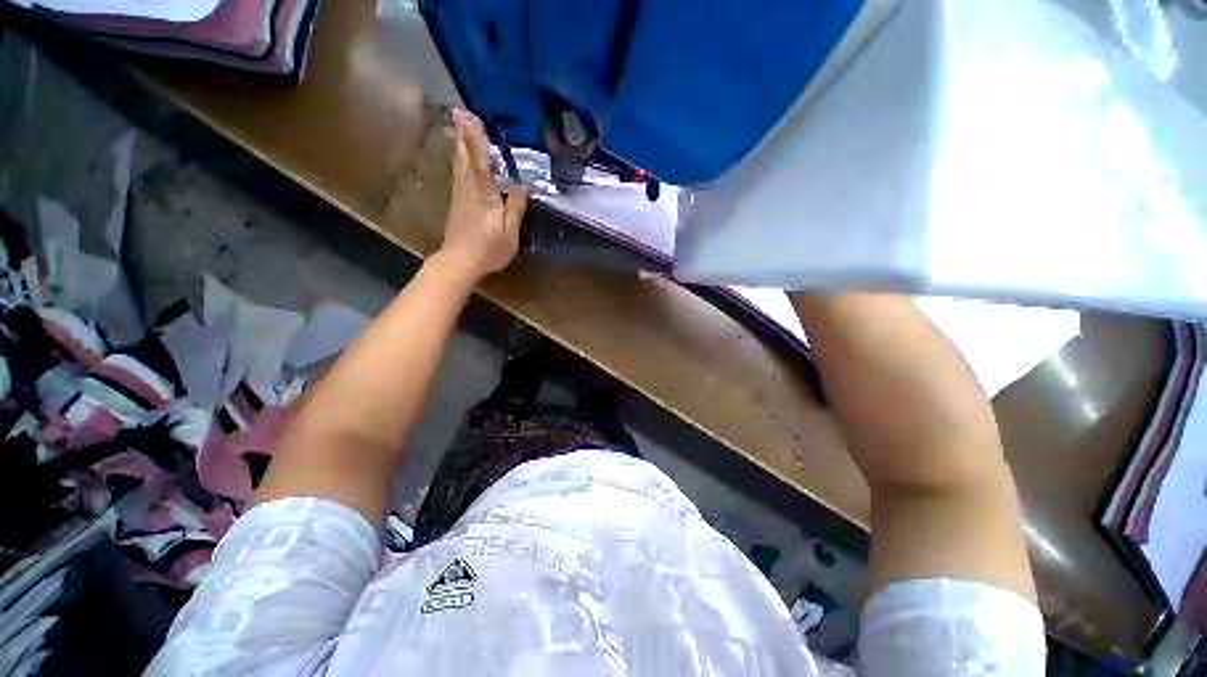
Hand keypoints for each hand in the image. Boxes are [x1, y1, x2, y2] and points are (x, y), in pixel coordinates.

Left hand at [438, 109, 527, 279]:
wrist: (459, 262)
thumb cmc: (488, 249)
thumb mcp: (509, 233)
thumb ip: (515, 208)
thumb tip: (523, 187)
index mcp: (484, 195)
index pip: (480, 161)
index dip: (473, 138)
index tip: (466, 115)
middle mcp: (468, 190)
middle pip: (464, 158)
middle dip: (463, 135)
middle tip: (460, 113)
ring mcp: (459, 196)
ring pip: (458, 165)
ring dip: (459, 145)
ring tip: (459, 127)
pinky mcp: (456, 204)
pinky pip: (458, 175)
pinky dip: (460, 161)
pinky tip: (461, 159)